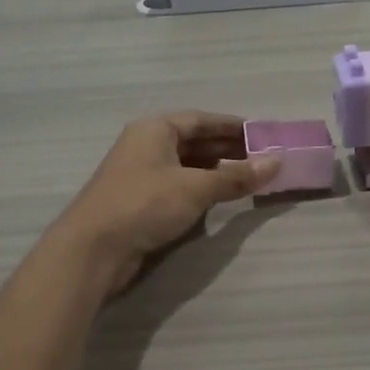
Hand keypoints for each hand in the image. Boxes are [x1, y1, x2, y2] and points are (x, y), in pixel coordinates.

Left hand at [50, 112, 278, 293]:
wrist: (93, 249)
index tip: (261, 135)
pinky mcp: (139, 202)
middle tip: (262, 159)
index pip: (200, 120)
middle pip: (194, 141)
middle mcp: (146, 146)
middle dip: (227, 149)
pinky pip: (177, 187)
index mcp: (154, 129)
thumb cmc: (144, 204)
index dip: (232, 126)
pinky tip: (219, 199)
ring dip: (215, 171)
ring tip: (247, 179)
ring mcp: (140, 175)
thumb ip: (236, 176)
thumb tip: (277, 162)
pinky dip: (200, 189)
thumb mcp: (196, 187)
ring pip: (186, 166)